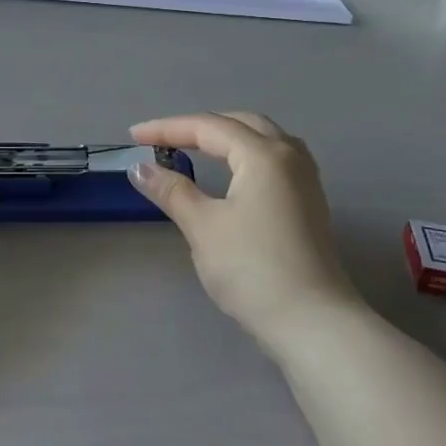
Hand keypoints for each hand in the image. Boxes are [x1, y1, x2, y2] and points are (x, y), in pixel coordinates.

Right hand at [127, 112, 360, 342]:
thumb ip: (172, 191)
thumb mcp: (203, 227)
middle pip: (240, 124)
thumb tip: (140, 168)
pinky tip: (235, 173)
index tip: (134, 137)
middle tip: (163, 140)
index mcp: (264, 154)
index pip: (208, 127)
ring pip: (263, 139)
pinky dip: (246, 155)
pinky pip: (274, 160)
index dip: (167, 129)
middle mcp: (289, 156)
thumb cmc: (253, 269)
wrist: (312, 322)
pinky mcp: (310, 203)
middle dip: (199, 127)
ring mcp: (305, 179)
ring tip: (197, 148)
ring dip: (227, 137)